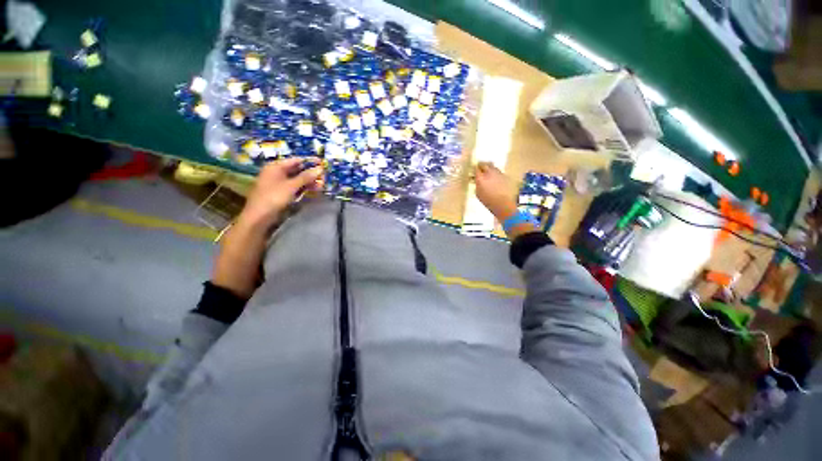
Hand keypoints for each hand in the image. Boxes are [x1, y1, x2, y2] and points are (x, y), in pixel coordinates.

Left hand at [238, 157, 323, 228]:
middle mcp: (277, 172)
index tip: (322, 163)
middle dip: (311, 173)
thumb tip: (320, 169)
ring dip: (309, 182)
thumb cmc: (273, 198)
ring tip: (321, 185)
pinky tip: (313, 190)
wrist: (259, 217)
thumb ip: (306, 177)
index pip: (296, 160)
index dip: (310, 161)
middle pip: (297, 170)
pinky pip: (295, 187)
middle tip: (324, 177)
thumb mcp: (291, 186)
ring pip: (297, 179)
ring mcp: (279, 183)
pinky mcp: (282, 193)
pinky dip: (304, 188)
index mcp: (276, 167)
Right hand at [474, 162, 517, 220]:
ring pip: (493, 167)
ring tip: (488, 173)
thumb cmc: (488, 201)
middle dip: (482, 166)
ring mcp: (498, 173)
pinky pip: (498, 172)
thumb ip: (477, 184)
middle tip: (480, 168)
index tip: (473, 170)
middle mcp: (489, 173)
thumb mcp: (478, 193)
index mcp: (481, 178)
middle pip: (485, 165)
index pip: (476, 169)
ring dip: (489, 168)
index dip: (474, 169)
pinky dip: (496, 173)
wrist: (503, 203)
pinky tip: (495, 179)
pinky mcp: (505, 176)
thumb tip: (476, 180)